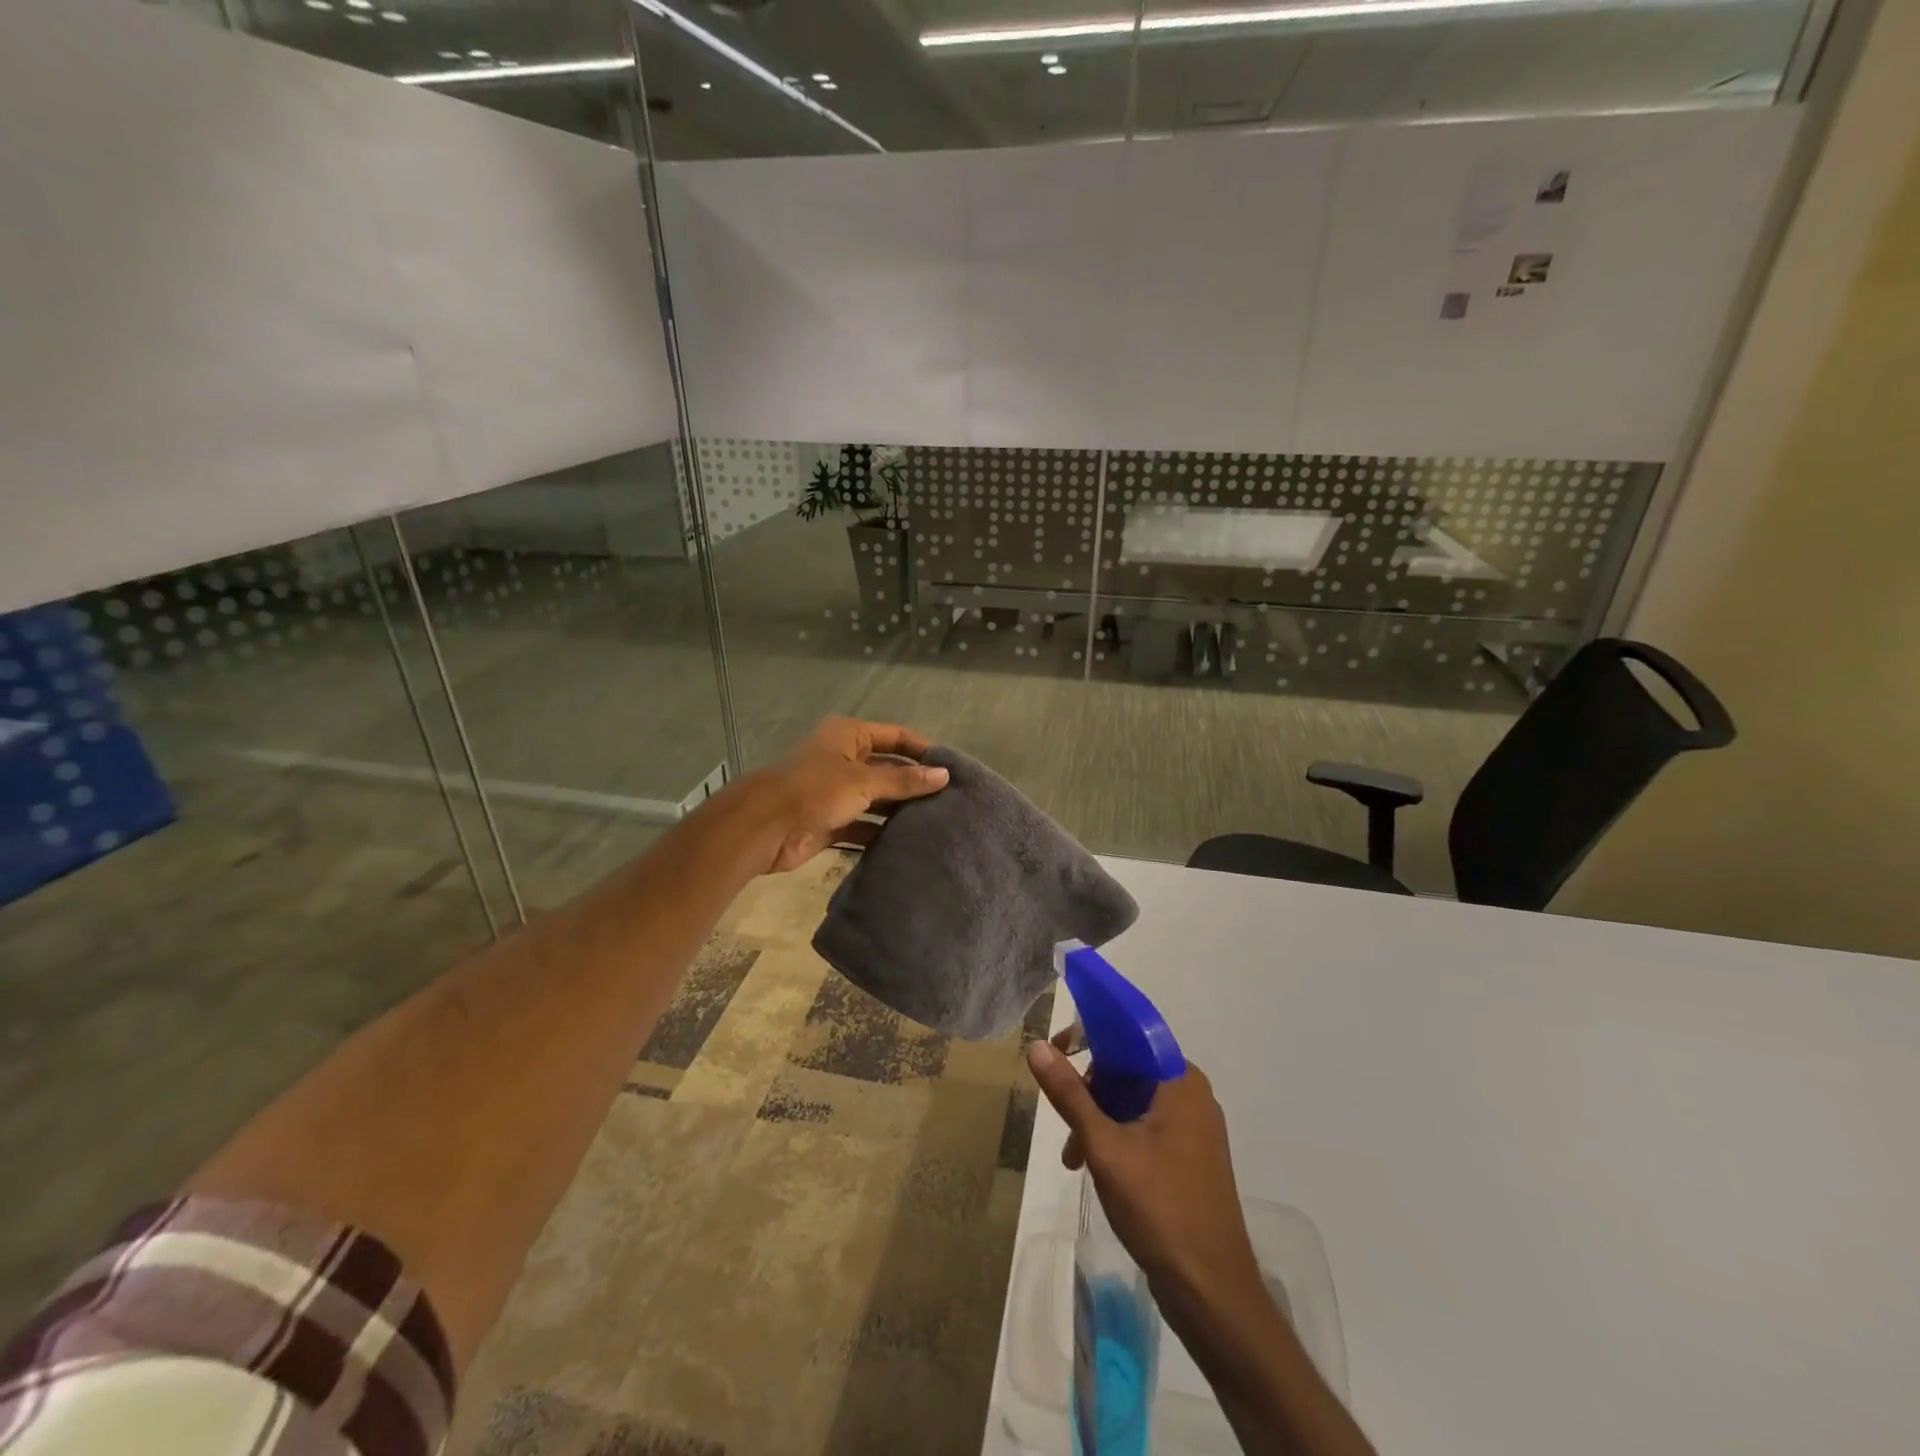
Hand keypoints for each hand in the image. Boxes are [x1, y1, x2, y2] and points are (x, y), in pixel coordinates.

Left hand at [755, 717, 948, 874]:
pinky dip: (882, 832)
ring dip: (900, 810)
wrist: (764, 827)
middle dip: (915, 783)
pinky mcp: (832, 821)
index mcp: (849, 736)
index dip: (923, 750)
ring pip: (878, 798)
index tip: (952, 768)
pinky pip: (865, 824)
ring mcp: (838, 792)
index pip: (896, 736)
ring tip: (937, 823)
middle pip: (889, 768)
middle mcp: (845, 759)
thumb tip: (944, 775)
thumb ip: (904, 781)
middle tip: (950, 800)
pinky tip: (909, 842)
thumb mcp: (863, 781)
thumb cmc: (815, 790)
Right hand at [1027, 1036, 1261, 1308]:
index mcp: (1179, 1080)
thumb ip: (1069, 1094)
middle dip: (1089, 1090)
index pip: (1128, 1034)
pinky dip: (1116, 1138)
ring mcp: (1194, 1128)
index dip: (1089, 1034)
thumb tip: (1037, 1045)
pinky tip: (1095, 1169)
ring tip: (1073, 1158)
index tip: (1055, 1050)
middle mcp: (1191, 1094)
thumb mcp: (1104, 1146)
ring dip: (1098, 1120)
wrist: (1212, 1292)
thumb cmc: (1159, 1208)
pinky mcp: (1190, 1157)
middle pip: (1128, 1068)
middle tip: (1063, 1120)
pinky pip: (1145, 1127)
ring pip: (1133, 1101)